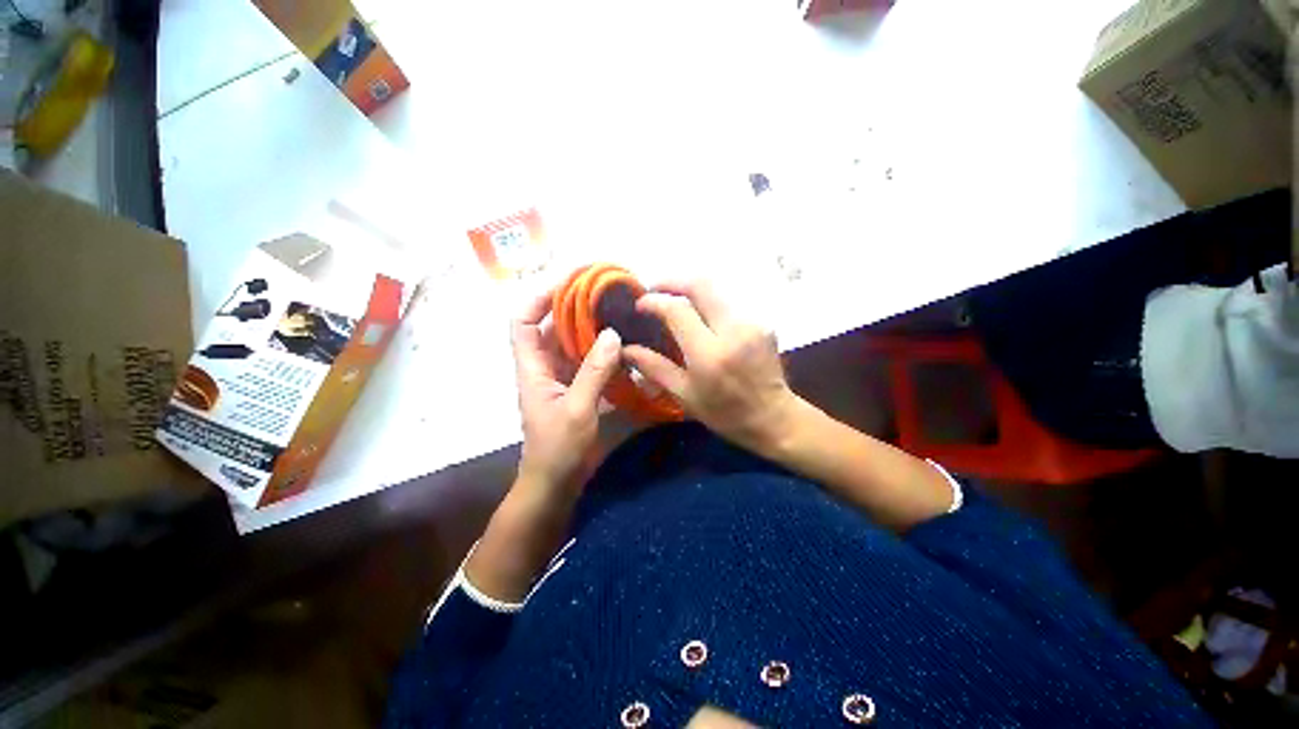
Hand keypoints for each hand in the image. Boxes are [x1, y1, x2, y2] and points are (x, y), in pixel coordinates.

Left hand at [512, 289, 622, 492]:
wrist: (556, 483)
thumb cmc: (559, 449)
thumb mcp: (578, 409)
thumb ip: (594, 371)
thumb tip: (611, 334)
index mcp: (532, 368)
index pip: (521, 322)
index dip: (538, 299)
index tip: (568, 283)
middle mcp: (543, 367)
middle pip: (549, 327)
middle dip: (571, 309)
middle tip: (602, 295)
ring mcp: (560, 378)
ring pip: (570, 344)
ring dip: (589, 330)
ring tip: (616, 315)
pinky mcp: (575, 389)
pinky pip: (586, 362)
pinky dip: (600, 353)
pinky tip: (622, 347)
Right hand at [623, 281, 800, 453]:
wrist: (774, 417)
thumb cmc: (725, 413)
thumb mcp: (685, 395)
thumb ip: (654, 368)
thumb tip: (626, 349)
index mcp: (710, 353)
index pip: (677, 310)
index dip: (654, 301)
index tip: (641, 304)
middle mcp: (733, 330)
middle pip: (700, 285)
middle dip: (672, 281)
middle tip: (654, 289)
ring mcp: (752, 322)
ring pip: (716, 291)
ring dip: (691, 291)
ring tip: (673, 302)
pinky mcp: (762, 322)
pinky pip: (728, 303)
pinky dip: (708, 304)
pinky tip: (700, 317)